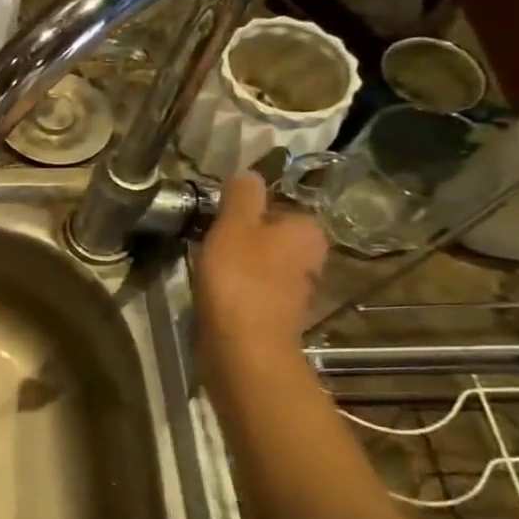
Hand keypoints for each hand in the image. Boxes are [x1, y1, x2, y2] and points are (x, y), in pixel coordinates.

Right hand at [194, 173, 327, 362]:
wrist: (243, 345)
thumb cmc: (240, 277)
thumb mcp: (234, 224)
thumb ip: (243, 195)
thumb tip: (250, 173)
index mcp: (308, 230)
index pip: (278, 205)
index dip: (246, 208)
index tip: (217, 216)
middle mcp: (311, 257)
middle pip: (270, 234)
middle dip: (242, 234)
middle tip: (208, 236)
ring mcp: (296, 288)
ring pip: (262, 260)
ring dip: (237, 260)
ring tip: (206, 262)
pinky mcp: (276, 313)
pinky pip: (254, 286)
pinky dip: (236, 285)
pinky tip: (214, 288)